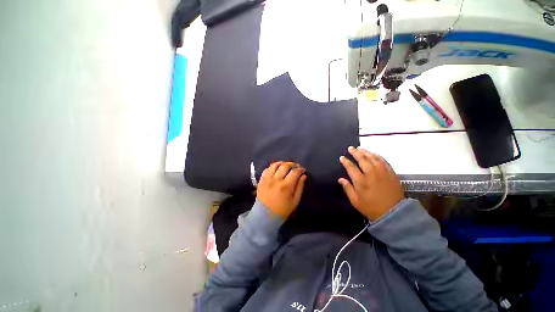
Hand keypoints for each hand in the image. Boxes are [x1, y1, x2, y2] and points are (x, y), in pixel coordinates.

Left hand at [257, 162, 306, 217]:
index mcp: (286, 186)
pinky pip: (267, 169)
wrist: (264, 216)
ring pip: (275, 165)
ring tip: (286, 166)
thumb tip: (303, 176)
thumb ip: (300, 187)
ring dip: (282, 163)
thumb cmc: (282, 210)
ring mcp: (267, 179)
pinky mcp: (261, 180)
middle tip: (295, 167)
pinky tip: (276, 169)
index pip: (295, 172)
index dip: (300, 169)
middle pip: (285, 166)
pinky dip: (273, 167)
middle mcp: (276, 180)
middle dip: (292, 164)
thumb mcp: (295, 201)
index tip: (302, 170)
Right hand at [339, 147, 403, 220]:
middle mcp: (371, 174)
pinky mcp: (391, 173)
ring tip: (360, 148)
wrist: (393, 213)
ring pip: (373, 157)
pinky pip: (383, 161)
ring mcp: (382, 172)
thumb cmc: (371, 208)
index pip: (351, 167)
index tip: (342, 157)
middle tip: (351, 148)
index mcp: (361, 181)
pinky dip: (377, 156)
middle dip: (355, 152)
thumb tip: (340, 179)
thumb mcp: (355, 201)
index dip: (345, 161)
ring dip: (366, 152)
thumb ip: (347, 188)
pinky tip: (373, 154)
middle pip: (362, 159)